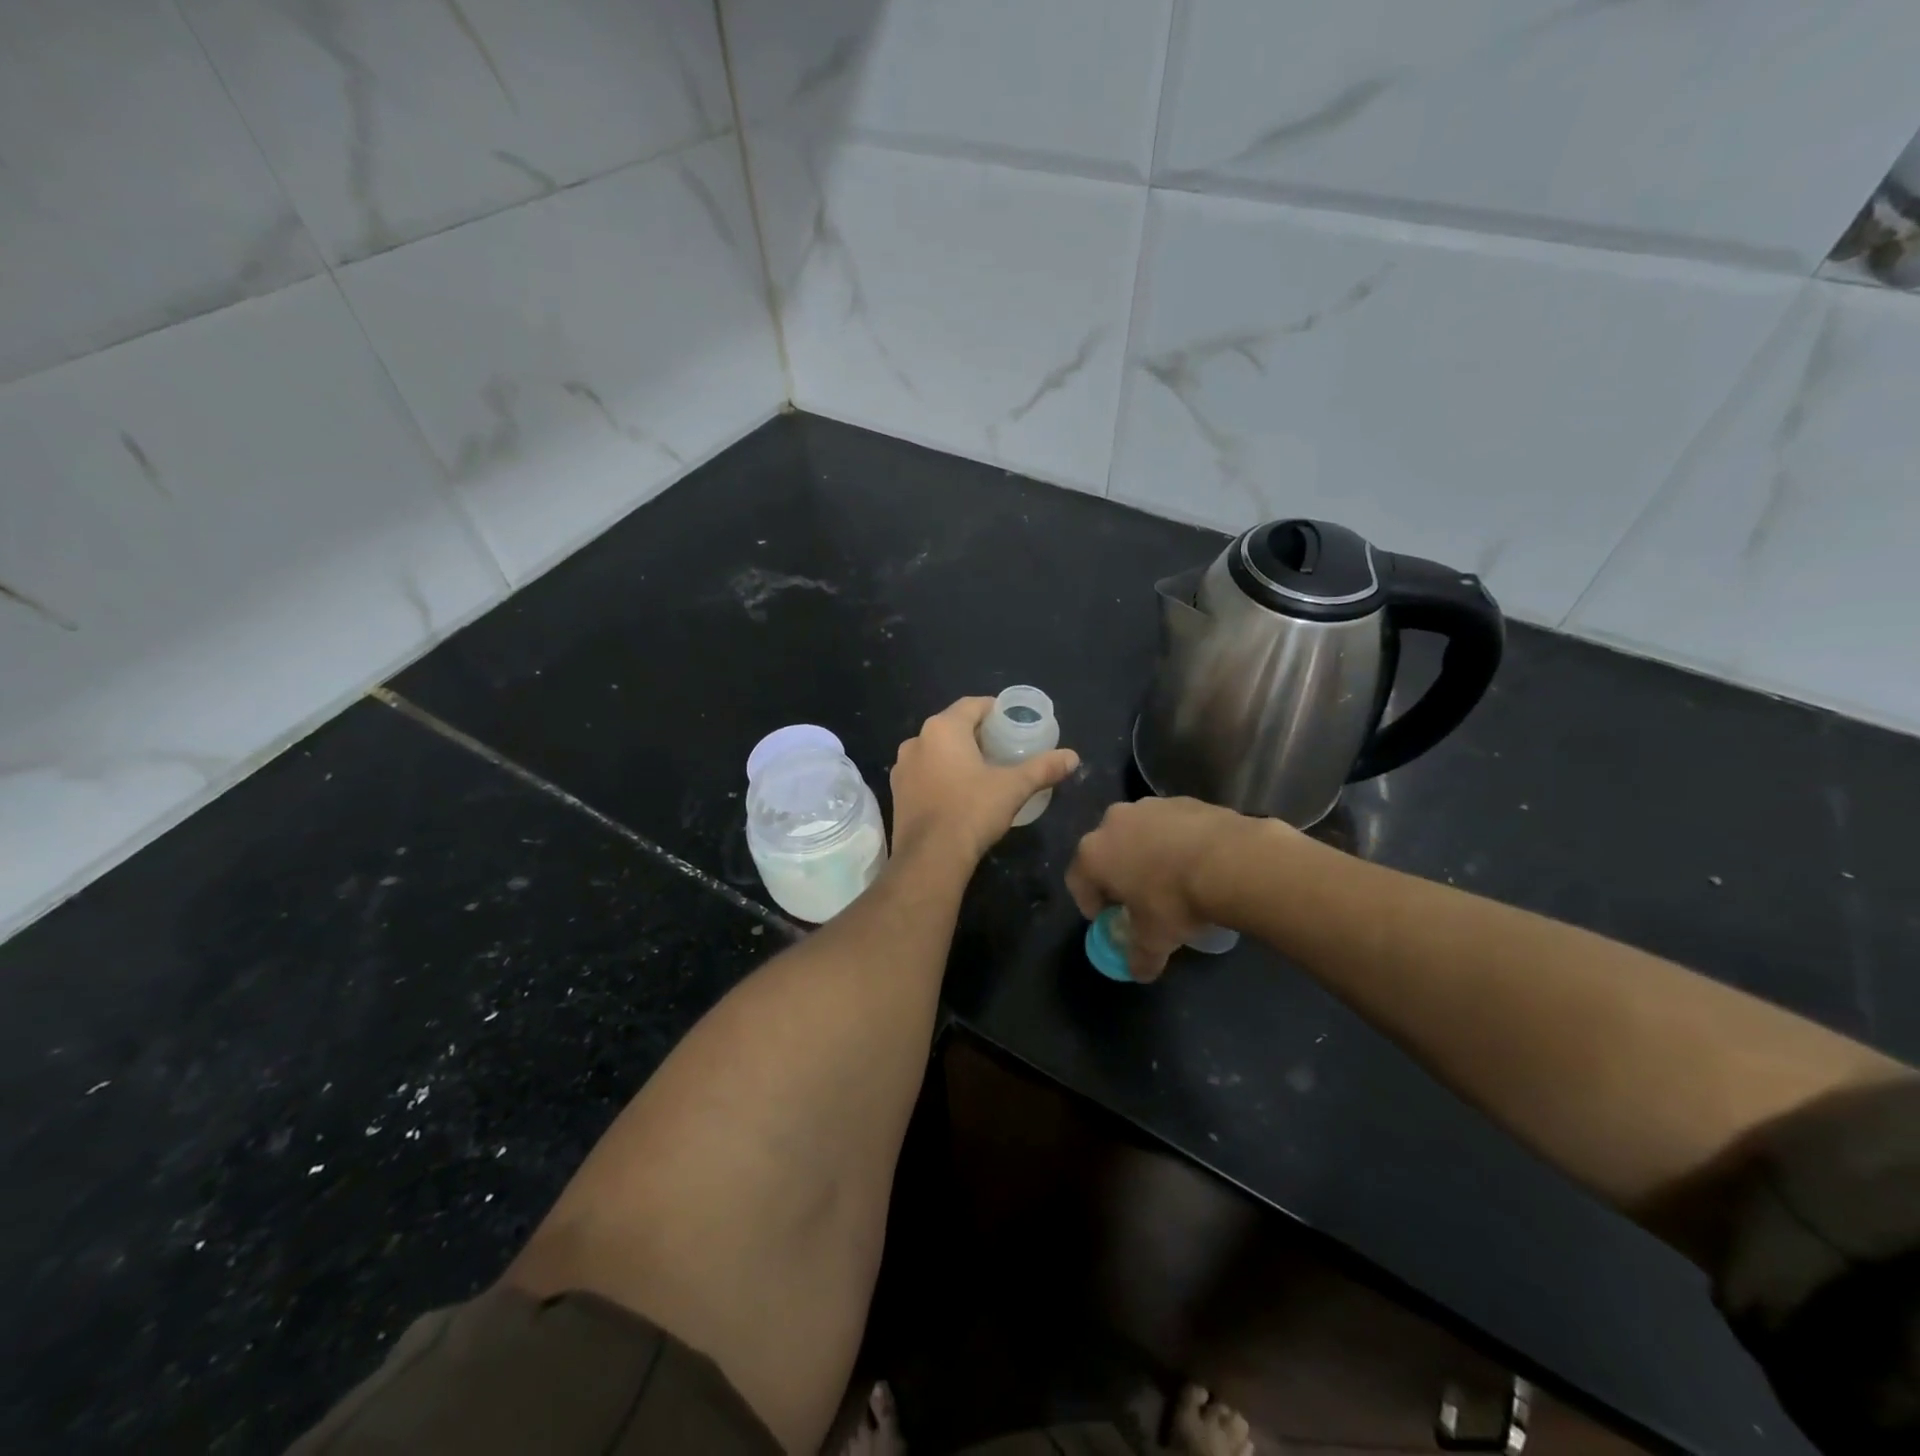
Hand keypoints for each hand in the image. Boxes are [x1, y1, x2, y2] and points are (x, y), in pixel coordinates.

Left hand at [890, 698, 1078, 866]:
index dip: (995, 710)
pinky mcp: (897, 792)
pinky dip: (942, 775)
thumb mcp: (1014, 787)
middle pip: (953, 726)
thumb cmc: (972, 811)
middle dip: (978, 734)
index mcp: (942, 728)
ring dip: (957, 755)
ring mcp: (902, 767)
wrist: (930, 858)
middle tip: (1004, 748)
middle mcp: (917, 740)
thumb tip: (1073, 757)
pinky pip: (924, 773)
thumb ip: (1043, 768)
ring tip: (983, 770)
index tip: (1014, 723)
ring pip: (936, 750)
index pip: (972, 705)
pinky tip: (959, 792)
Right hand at [1066, 797, 1275, 980]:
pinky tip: (1197, 863)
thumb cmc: (1175, 901)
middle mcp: (1112, 822)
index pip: (1077, 881)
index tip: (1110, 919)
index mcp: (1093, 854)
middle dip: (1118, 874)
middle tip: (1140, 899)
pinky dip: (1175, 841)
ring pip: (1138, 834)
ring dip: (1147, 854)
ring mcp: (1148, 806)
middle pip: (1106, 852)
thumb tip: (1138, 971)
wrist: (1231, 861)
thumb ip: (1139, 957)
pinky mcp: (1181, 800)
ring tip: (1173, 879)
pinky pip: (1169, 825)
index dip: (1090, 904)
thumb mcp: (1154, 940)